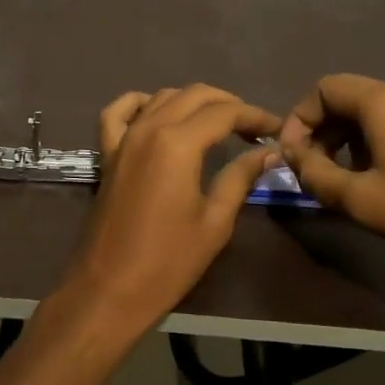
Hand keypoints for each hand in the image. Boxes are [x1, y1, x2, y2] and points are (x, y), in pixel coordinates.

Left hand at [63, 85, 281, 338]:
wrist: (109, 289)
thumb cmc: (168, 261)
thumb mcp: (215, 221)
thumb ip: (240, 177)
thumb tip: (268, 152)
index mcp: (177, 143)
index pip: (224, 112)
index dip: (254, 115)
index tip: (276, 128)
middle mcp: (149, 128)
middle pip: (194, 95)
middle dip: (228, 104)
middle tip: (253, 127)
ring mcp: (123, 138)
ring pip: (161, 97)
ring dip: (193, 102)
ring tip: (218, 123)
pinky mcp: (107, 153)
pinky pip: (118, 113)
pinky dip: (140, 103)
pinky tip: (157, 113)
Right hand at [277, 74, 384, 288]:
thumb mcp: (359, 199)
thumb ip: (315, 174)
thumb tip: (291, 157)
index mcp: (380, 102)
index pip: (323, 89)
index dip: (298, 118)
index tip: (292, 155)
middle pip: (343, 95)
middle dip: (318, 127)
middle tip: (311, 166)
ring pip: (365, 109)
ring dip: (341, 135)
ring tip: (337, 174)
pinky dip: (366, 138)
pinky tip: (370, 174)